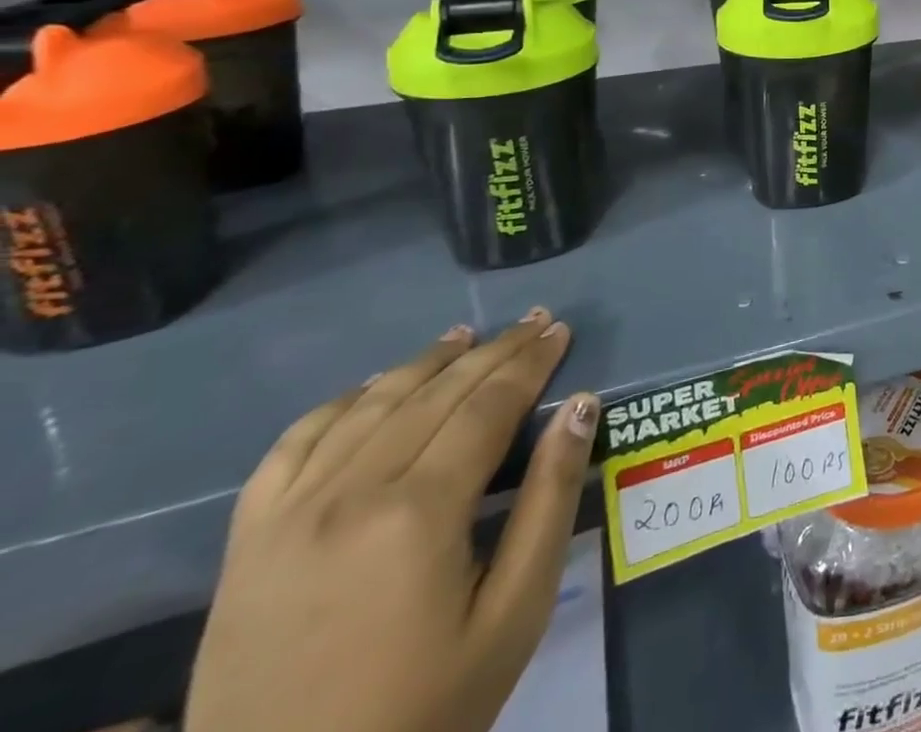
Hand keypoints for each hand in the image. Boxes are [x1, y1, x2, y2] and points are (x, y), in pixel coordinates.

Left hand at [185, 310, 599, 731]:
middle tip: (534, 321)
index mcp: (418, 513)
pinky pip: (292, 446)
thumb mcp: (515, 612)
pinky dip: (340, 403)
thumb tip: (580, 406)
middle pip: (436, 395)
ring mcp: (287, 518)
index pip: (489, 405)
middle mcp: (349, 496)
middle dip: (494, 351)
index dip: (530, 363)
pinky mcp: (246, 545)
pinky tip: (372, 388)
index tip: (561, 331)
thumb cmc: (425, 711)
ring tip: (465, 335)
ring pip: (369, 407)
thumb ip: (550, 498)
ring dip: (424, 363)